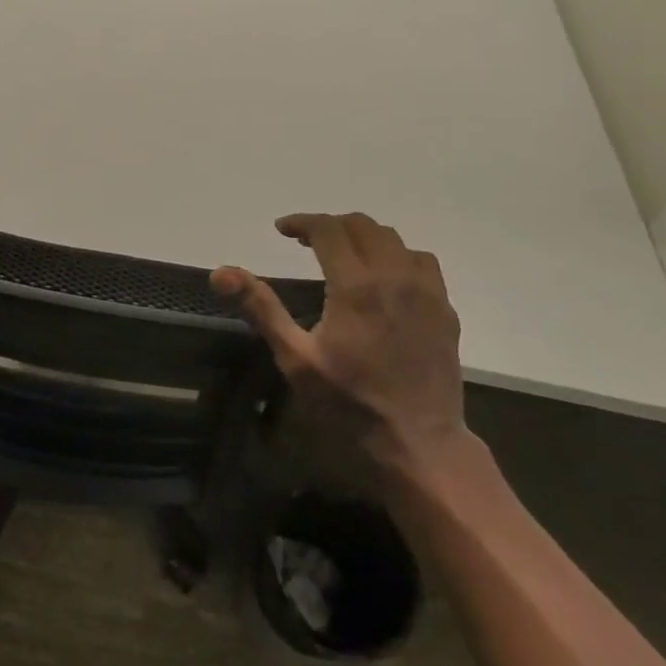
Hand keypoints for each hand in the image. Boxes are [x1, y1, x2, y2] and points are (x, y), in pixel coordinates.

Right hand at [213, 213, 465, 464]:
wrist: (419, 444)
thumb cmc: (350, 403)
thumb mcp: (296, 358)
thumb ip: (261, 308)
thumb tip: (220, 272)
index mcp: (356, 285)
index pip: (328, 229)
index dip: (302, 221)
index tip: (282, 230)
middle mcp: (395, 276)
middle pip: (362, 225)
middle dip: (330, 225)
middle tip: (306, 243)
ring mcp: (427, 292)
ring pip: (394, 239)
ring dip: (364, 237)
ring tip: (344, 256)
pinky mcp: (445, 310)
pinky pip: (422, 262)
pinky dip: (397, 255)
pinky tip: (385, 279)